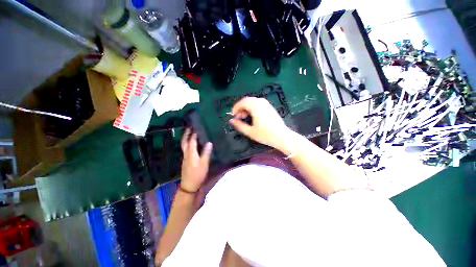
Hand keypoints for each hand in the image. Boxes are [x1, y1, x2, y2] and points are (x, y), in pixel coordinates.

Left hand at [180, 128, 212, 192]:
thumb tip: (209, 143)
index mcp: (191, 153)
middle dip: (186, 134)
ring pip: (184, 145)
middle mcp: (186, 154)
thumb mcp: (204, 164)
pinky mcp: (186, 161)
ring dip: (186, 138)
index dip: (194, 134)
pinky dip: (187, 144)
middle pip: (184, 142)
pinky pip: (185, 149)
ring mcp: (185, 157)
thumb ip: (206, 153)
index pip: (192, 141)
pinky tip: (191, 144)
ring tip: (189, 133)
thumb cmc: (197, 174)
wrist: (189, 185)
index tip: (196, 127)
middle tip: (189, 127)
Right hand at [229, 97, 291, 149]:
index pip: (242, 102)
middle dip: (240, 108)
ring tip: (245, 118)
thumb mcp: (250, 131)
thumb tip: (231, 121)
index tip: (233, 116)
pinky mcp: (269, 107)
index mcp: (256, 106)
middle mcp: (261, 102)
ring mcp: (266, 104)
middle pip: (247, 101)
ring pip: (252, 102)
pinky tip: (252, 117)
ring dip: (246, 108)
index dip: (235, 108)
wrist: (282, 136)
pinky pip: (257, 104)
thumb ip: (239, 125)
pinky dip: (252, 108)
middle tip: (238, 118)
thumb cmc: (265, 134)